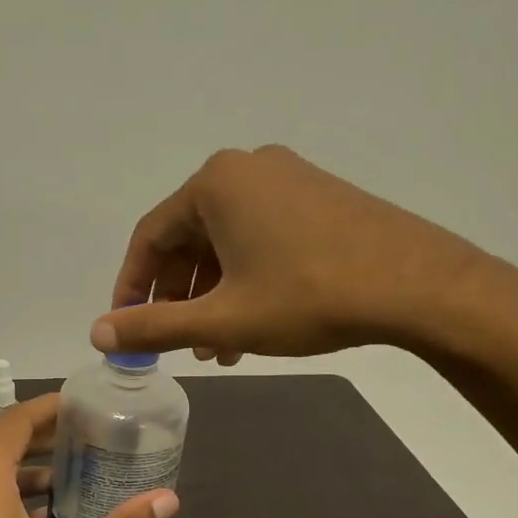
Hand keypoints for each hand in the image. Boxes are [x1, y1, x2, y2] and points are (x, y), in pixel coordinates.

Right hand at [91, 145, 495, 361]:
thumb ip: (154, 326)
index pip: (150, 237)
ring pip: (227, 242)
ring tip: (217, 348)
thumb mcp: (222, 319)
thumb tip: (98, 334)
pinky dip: (246, 278)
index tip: (126, 327)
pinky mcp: (319, 197)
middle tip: (177, 343)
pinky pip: (261, 236)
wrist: (420, 286)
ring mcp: (288, 179)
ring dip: (213, 295)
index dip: (132, 286)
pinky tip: (252, 323)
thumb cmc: (308, 297)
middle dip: (179, 296)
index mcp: (215, 184)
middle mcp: (247, 169)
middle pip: (188, 238)